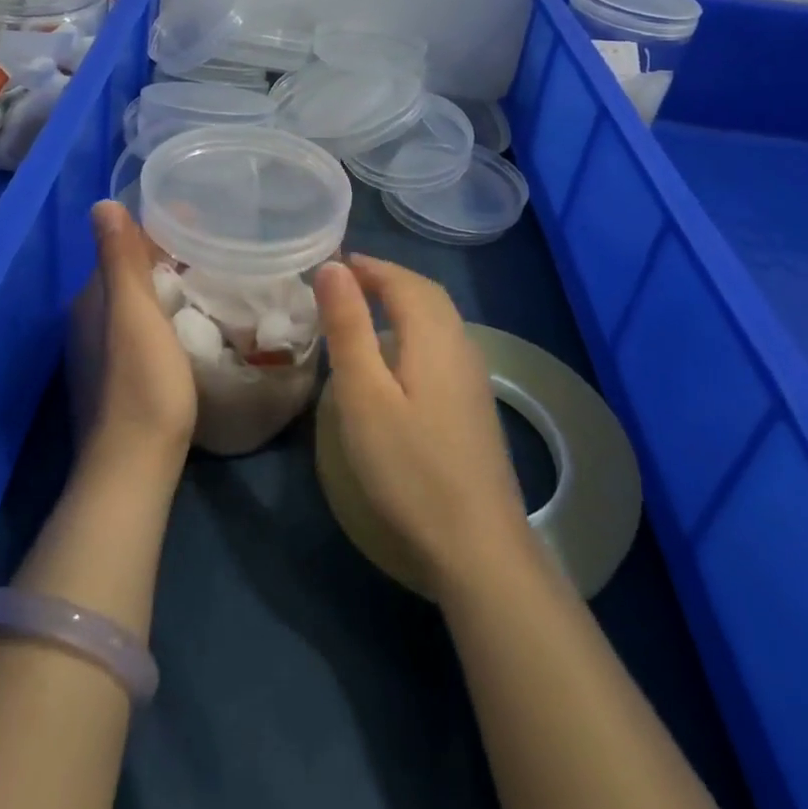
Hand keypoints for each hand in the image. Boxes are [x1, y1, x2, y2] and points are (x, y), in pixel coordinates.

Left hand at [84, 201, 196, 466]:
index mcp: (90, 300)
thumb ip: (120, 260)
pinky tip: (190, 324)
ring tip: (209, 280)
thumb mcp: (134, 313)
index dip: (159, 230)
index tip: (200, 221)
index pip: (122, 248)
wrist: (133, 465)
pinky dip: (163, 317)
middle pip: (128, 275)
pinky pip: (140, 331)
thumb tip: (102, 204)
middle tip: (214, 249)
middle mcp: (87, 322)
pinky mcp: (115, 381)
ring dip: (165, 287)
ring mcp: (98, 355)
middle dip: (165, 257)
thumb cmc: (142, 383)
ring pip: (134, 304)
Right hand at [315, 256, 537, 597]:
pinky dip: (415, 328)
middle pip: (425, 293)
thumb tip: (332, 267)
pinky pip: (442, 342)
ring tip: (363, 311)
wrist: (477, 544)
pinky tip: (396, 357)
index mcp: (435, 335)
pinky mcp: (474, 403)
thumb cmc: (409, 467)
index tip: (331, 264)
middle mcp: (461, 344)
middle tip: (343, 281)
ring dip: (402, 302)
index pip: (402, 279)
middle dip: (385, 278)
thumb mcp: (364, 394)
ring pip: (438, 318)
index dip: (368, 266)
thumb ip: (348, 327)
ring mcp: (473, 376)